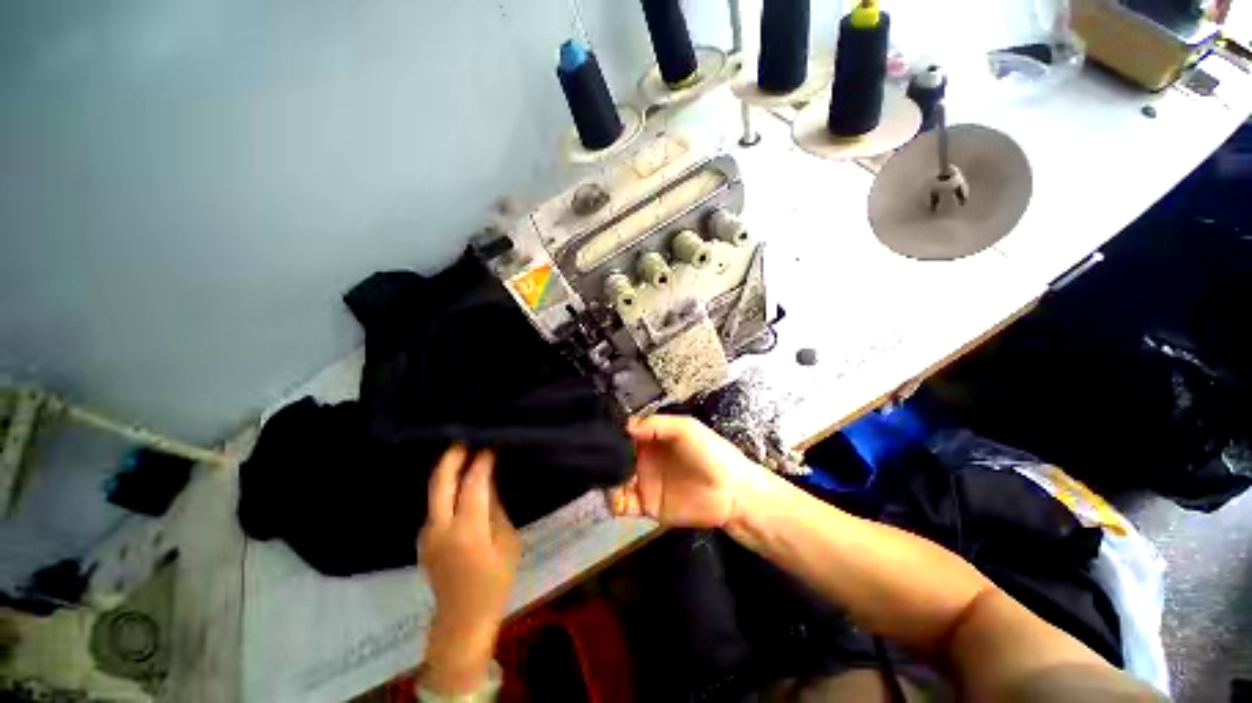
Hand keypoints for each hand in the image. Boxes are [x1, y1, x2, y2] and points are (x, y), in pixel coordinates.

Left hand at [419, 446, 520, 694]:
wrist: (463, 619)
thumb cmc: (495, 581)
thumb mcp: (506, 542)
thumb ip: (495, 510)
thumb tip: (488, 483)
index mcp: (467, 530)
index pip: (472, 485)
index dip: (481, 463)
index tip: (490, 446)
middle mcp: (440, 528)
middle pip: (439, 483)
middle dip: (451, 458)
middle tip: (464, 440)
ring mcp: (427, 535)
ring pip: (433, 493)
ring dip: (446, 472)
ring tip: (463, 456)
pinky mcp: (424, 540)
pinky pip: (435, 507)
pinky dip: (445, 490)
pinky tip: (458, 485)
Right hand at [609, 415, 760, 528]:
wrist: (733, 493)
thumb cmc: (711, 453)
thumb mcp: (686, 428)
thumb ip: (656, 424)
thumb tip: (626, 426)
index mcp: (653, 438)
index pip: (626, 433)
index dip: (612, 433)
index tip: (598, 435)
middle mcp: (645, 458)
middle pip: (616, 457)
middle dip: (603, 458)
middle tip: (593, 460)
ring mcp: (645, 482)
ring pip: (615, 480)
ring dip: (605, 480)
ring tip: (602, 479)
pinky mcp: (647, 506)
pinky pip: (623, 505)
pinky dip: (612, 502)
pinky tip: (614, 497)